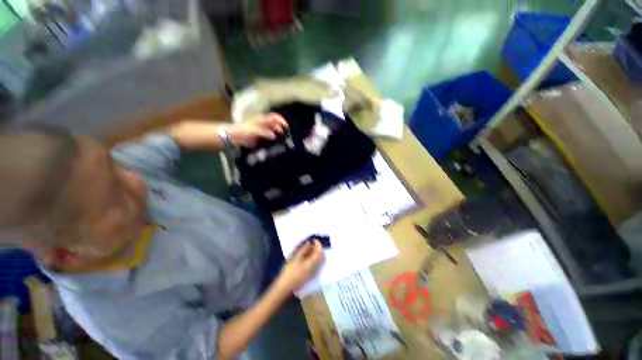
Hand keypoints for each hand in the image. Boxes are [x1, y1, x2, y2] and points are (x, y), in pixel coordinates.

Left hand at [227, 113, 287, 147]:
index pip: (275, 117)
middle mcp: (264, 124)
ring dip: (278, 136)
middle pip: (276, 125)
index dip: (281, 120)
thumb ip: (264, 132)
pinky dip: (274, 141)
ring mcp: (263, 131)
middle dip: (281, 130)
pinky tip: (275, 145)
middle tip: (284, 137)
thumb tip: (274, 135)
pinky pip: (270, 139)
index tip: (286, 127)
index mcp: (262, 119)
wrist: (233, 136)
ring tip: (282, 142)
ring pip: (274, 132)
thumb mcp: (254, 130)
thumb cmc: (243, 130)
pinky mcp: (261, 138)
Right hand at [277, 240, 324, 291]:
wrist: (285, 287)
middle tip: (310, 244)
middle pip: (321, 256)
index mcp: (312, 263)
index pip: (319, 252)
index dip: (318, 244)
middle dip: (317, 249)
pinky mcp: (310, 276)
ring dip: (315, 253)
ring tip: (307, 250)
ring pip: (318, 260)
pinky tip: (305, 257)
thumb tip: (309, 243)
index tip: (314, 240)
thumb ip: (303, 249)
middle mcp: (315, 268)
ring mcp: (313, 273)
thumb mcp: (295, 258)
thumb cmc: (289, 271)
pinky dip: (313, 259)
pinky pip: (315, 265)